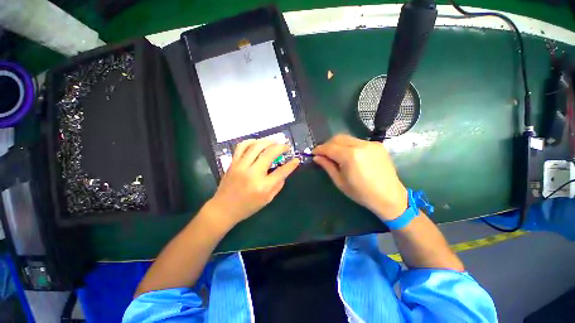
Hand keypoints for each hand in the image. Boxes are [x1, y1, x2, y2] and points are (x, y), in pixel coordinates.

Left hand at [206, 139, 299, 227]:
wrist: (223, 209)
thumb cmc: (247, 207)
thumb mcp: (267, 200)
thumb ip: (277, 185)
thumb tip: (284, 172)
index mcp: (263, 187)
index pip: (281, 172)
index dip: (291, 164)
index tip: (296, 160)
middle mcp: (252, 174)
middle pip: (269, 153)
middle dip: (281, 147)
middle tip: (286, 146)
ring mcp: (241, 166)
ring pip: (256, 146)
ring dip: (268, 141)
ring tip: (274, 142)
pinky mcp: (233, 163)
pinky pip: (241, 146)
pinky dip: (251, 141)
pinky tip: (257, 143)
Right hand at [313, 134, 407, 220]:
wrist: (390, 197)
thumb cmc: (361, 193)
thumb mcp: (340, 182)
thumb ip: (327, 166)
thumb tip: (316, 157)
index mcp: (350, 156)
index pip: (329, 147)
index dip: (319, 149)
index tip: (313, 153)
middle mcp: (360, 145)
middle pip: (338, 138)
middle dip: (327, 144)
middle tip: (323, 154)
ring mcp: (370, 143)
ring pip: (347, 138)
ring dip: (338, 144)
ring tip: (335, 154)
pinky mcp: (377, 145)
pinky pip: (357, 141)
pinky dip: (349, 145)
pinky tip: (349, 155)